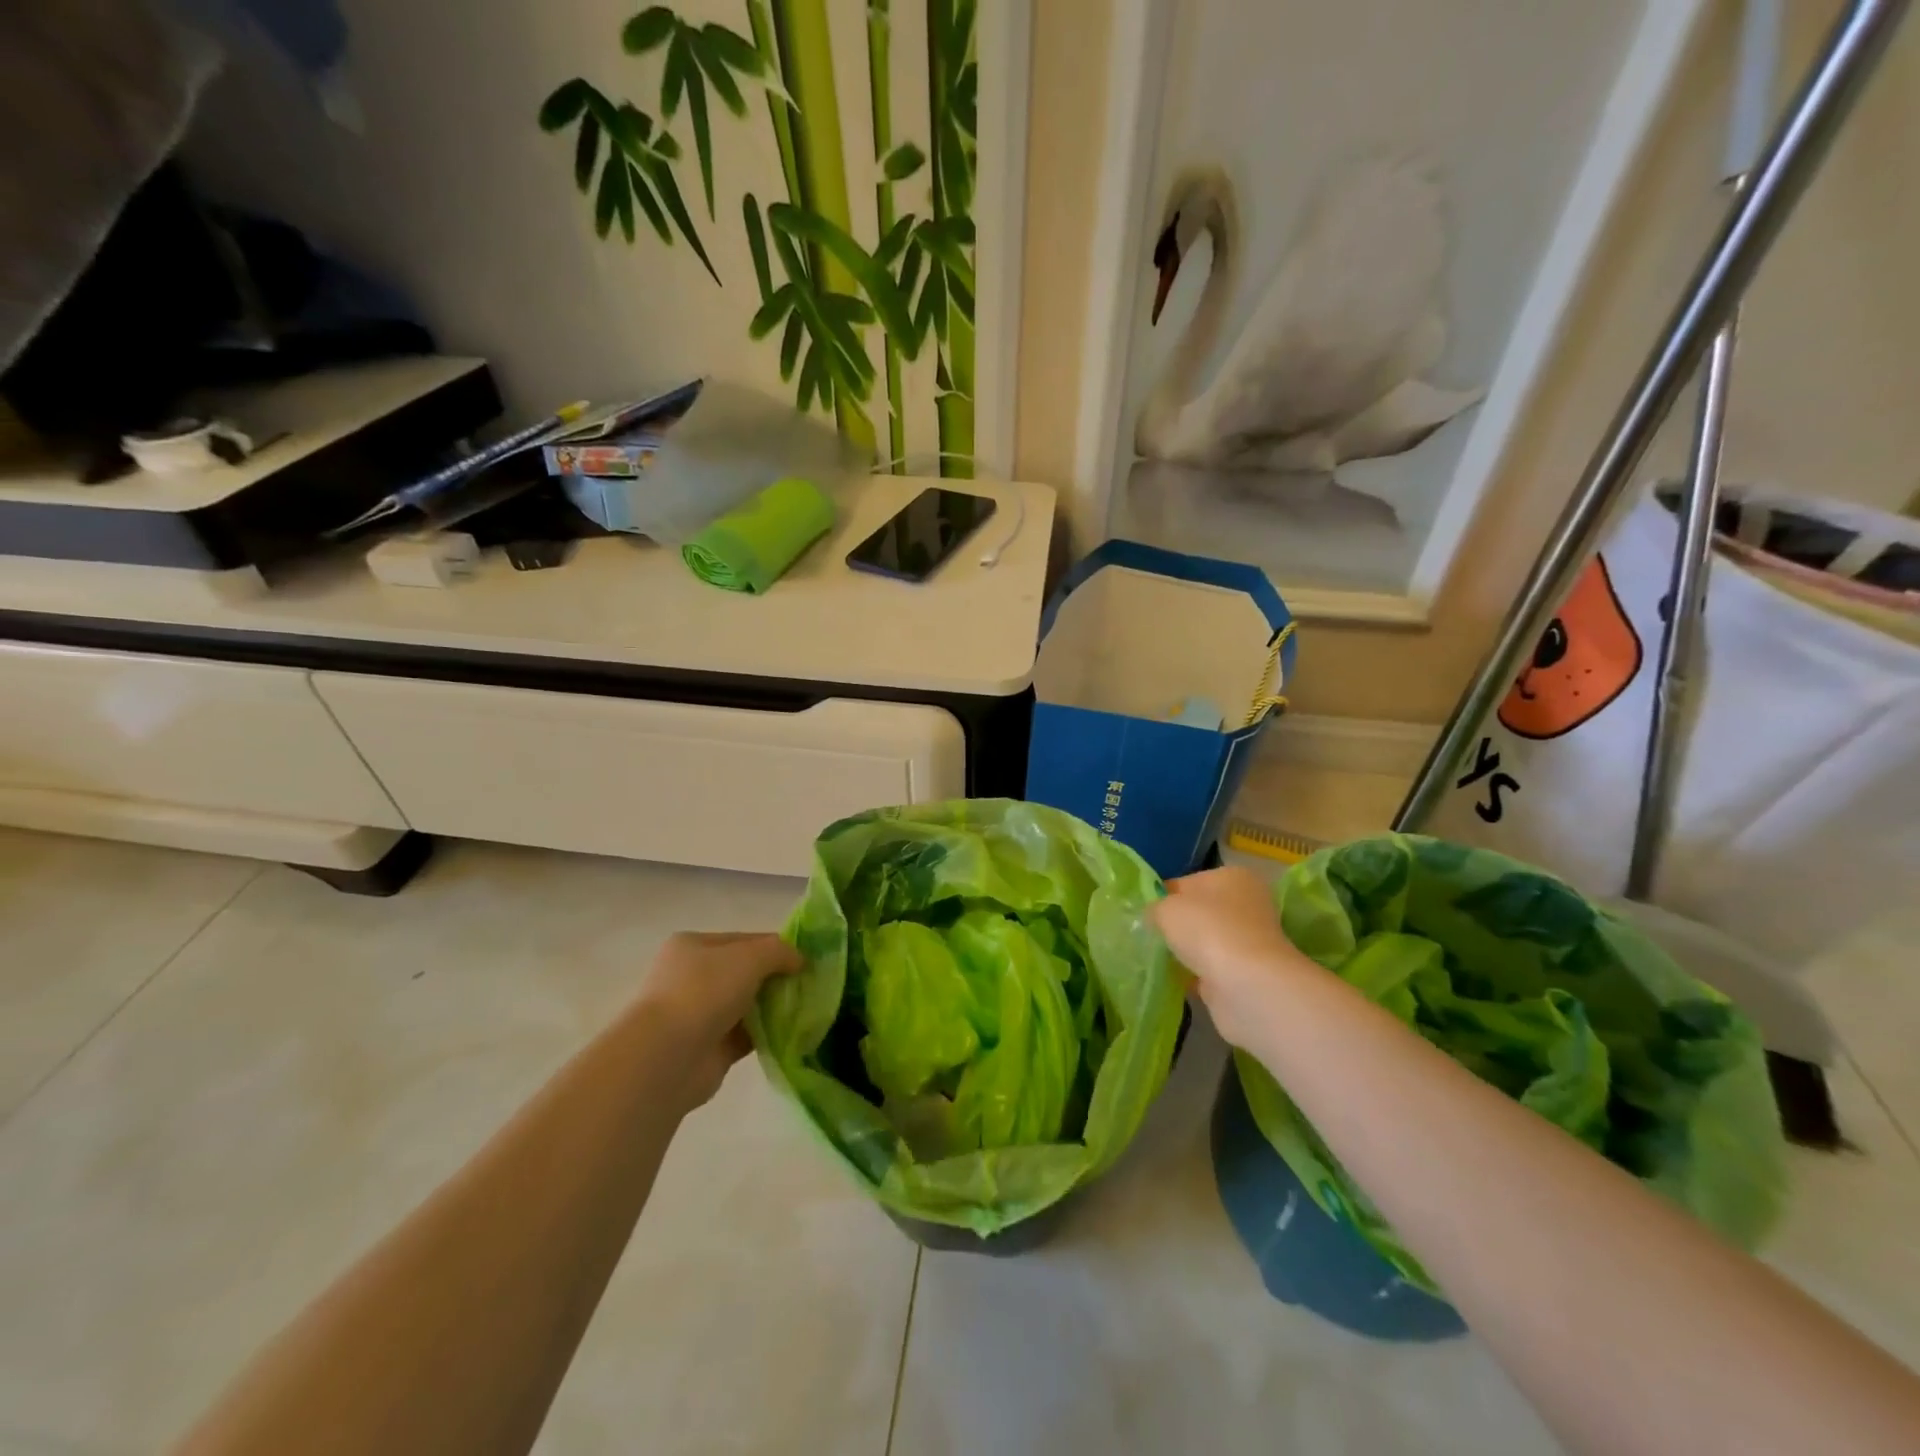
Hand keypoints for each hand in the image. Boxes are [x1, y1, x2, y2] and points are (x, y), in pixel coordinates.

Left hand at [636, 932, 800, 1108]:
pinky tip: (792, 1033)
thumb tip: (800, 960)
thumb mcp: (750, 956)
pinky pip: (746, 1036)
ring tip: (807, 1009)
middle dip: (776, 978)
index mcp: (692, 947)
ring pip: (746, 1005)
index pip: (744, 940)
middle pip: (745, 973)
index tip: (806, 959)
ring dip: (773, 1007)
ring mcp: (698, 1015)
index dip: (776, 947)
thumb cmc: (703, 992)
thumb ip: (780, 952)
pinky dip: (767, 1034)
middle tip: (810, 985)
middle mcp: (691, 978)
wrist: (666, 1057)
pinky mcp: (709, 1049)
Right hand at [1151, 866, 1321, 1051]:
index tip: (1145, 914)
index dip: (1163, 897)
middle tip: (1149, 936)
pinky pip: (1211, 968)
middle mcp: (1246, 904)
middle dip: (1176, 925)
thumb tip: (1153, 917)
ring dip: (1186, 950)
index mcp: (1232, 877)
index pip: (1187, 882)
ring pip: (1206, 941)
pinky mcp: (1247, 972)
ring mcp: (1249, 940)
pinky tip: (1175, 978)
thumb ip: (1154, 908)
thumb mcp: (1165, 908)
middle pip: (1199, 912)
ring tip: (1159, 958)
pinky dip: (1195, 974)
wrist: (1246, 984)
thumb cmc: (1206, 930)